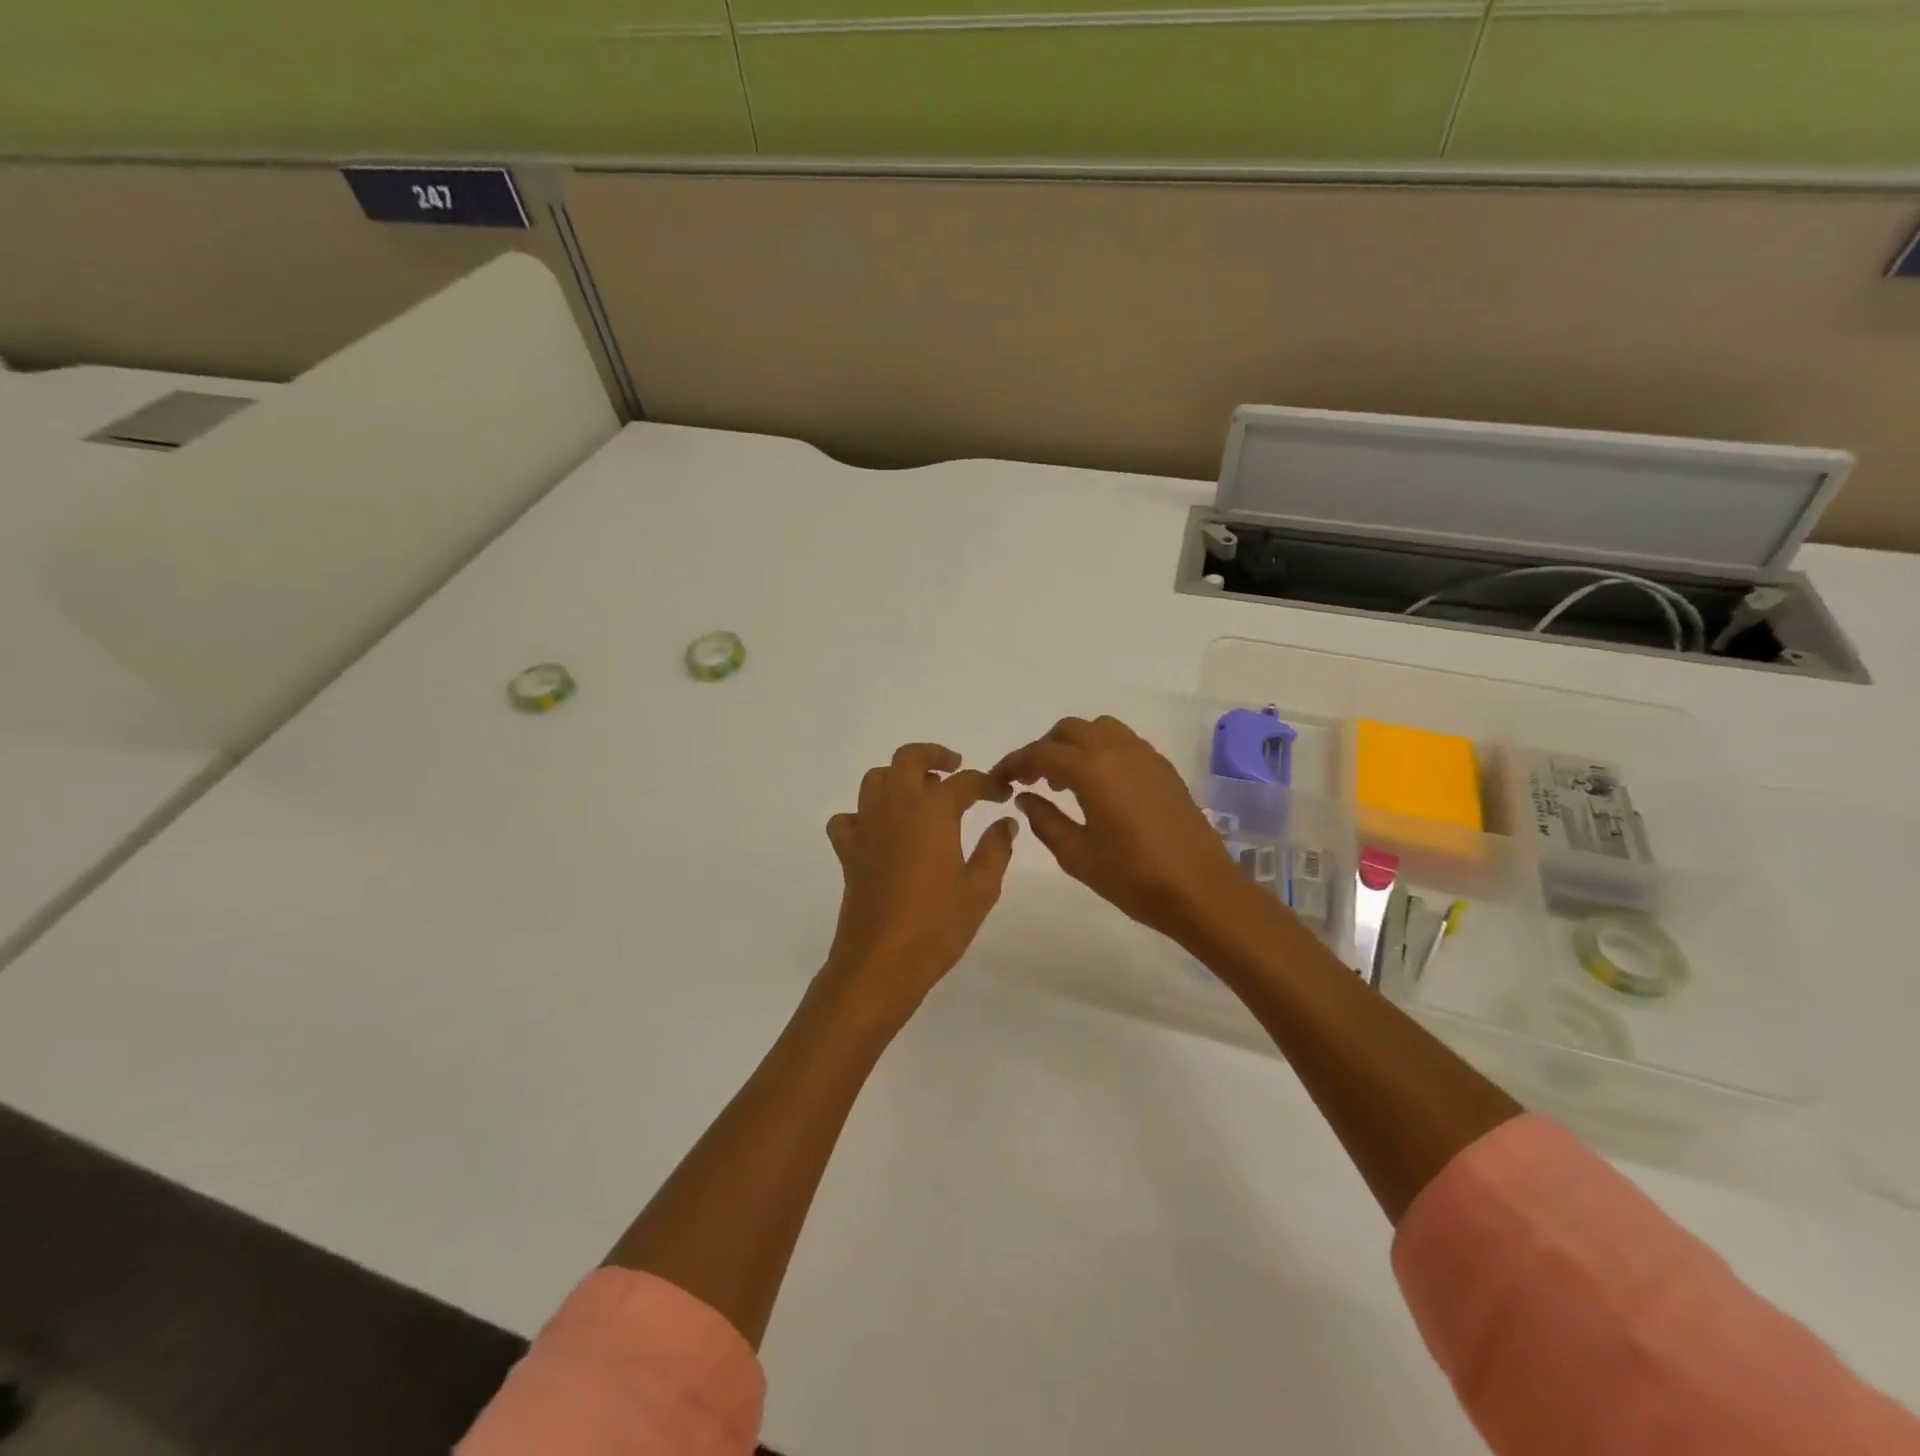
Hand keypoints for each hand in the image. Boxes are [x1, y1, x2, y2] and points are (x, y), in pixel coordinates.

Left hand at [820, 743, 1018, 1026]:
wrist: (881, 963)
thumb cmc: (937, 926)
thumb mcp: (980, 889)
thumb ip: (996, 849)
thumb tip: (1005, 823)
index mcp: (932, 812)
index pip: (964, 782)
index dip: (987, 783)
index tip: (1002, 794)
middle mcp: (896, 807)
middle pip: (908, 758)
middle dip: (933, 755)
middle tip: (954, 768)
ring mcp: (866, 827)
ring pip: (875, 779)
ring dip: (898, 777)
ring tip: (919, 794)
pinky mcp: (848, 851)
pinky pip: (848, 818)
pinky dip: (862, 815)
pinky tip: (880, 831)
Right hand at [993, 716, 1254, 946]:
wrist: (1201, 890)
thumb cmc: (1134, 877)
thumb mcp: (1077, 855)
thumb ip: (1045, 821)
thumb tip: (1026, 797)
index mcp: (1092, 769)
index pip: (1041, 753)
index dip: (1015, 763)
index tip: (999, 779)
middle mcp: (1118, 750)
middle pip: (1069, 730)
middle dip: (1043, 749)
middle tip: (1030, 780)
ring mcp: (1145, 756)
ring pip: (1098, 729)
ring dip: (1074, 744)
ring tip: (1064, 780)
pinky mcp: (1163, 768)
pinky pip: (1122, 742)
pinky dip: (1100, 750)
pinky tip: (1098, 785)